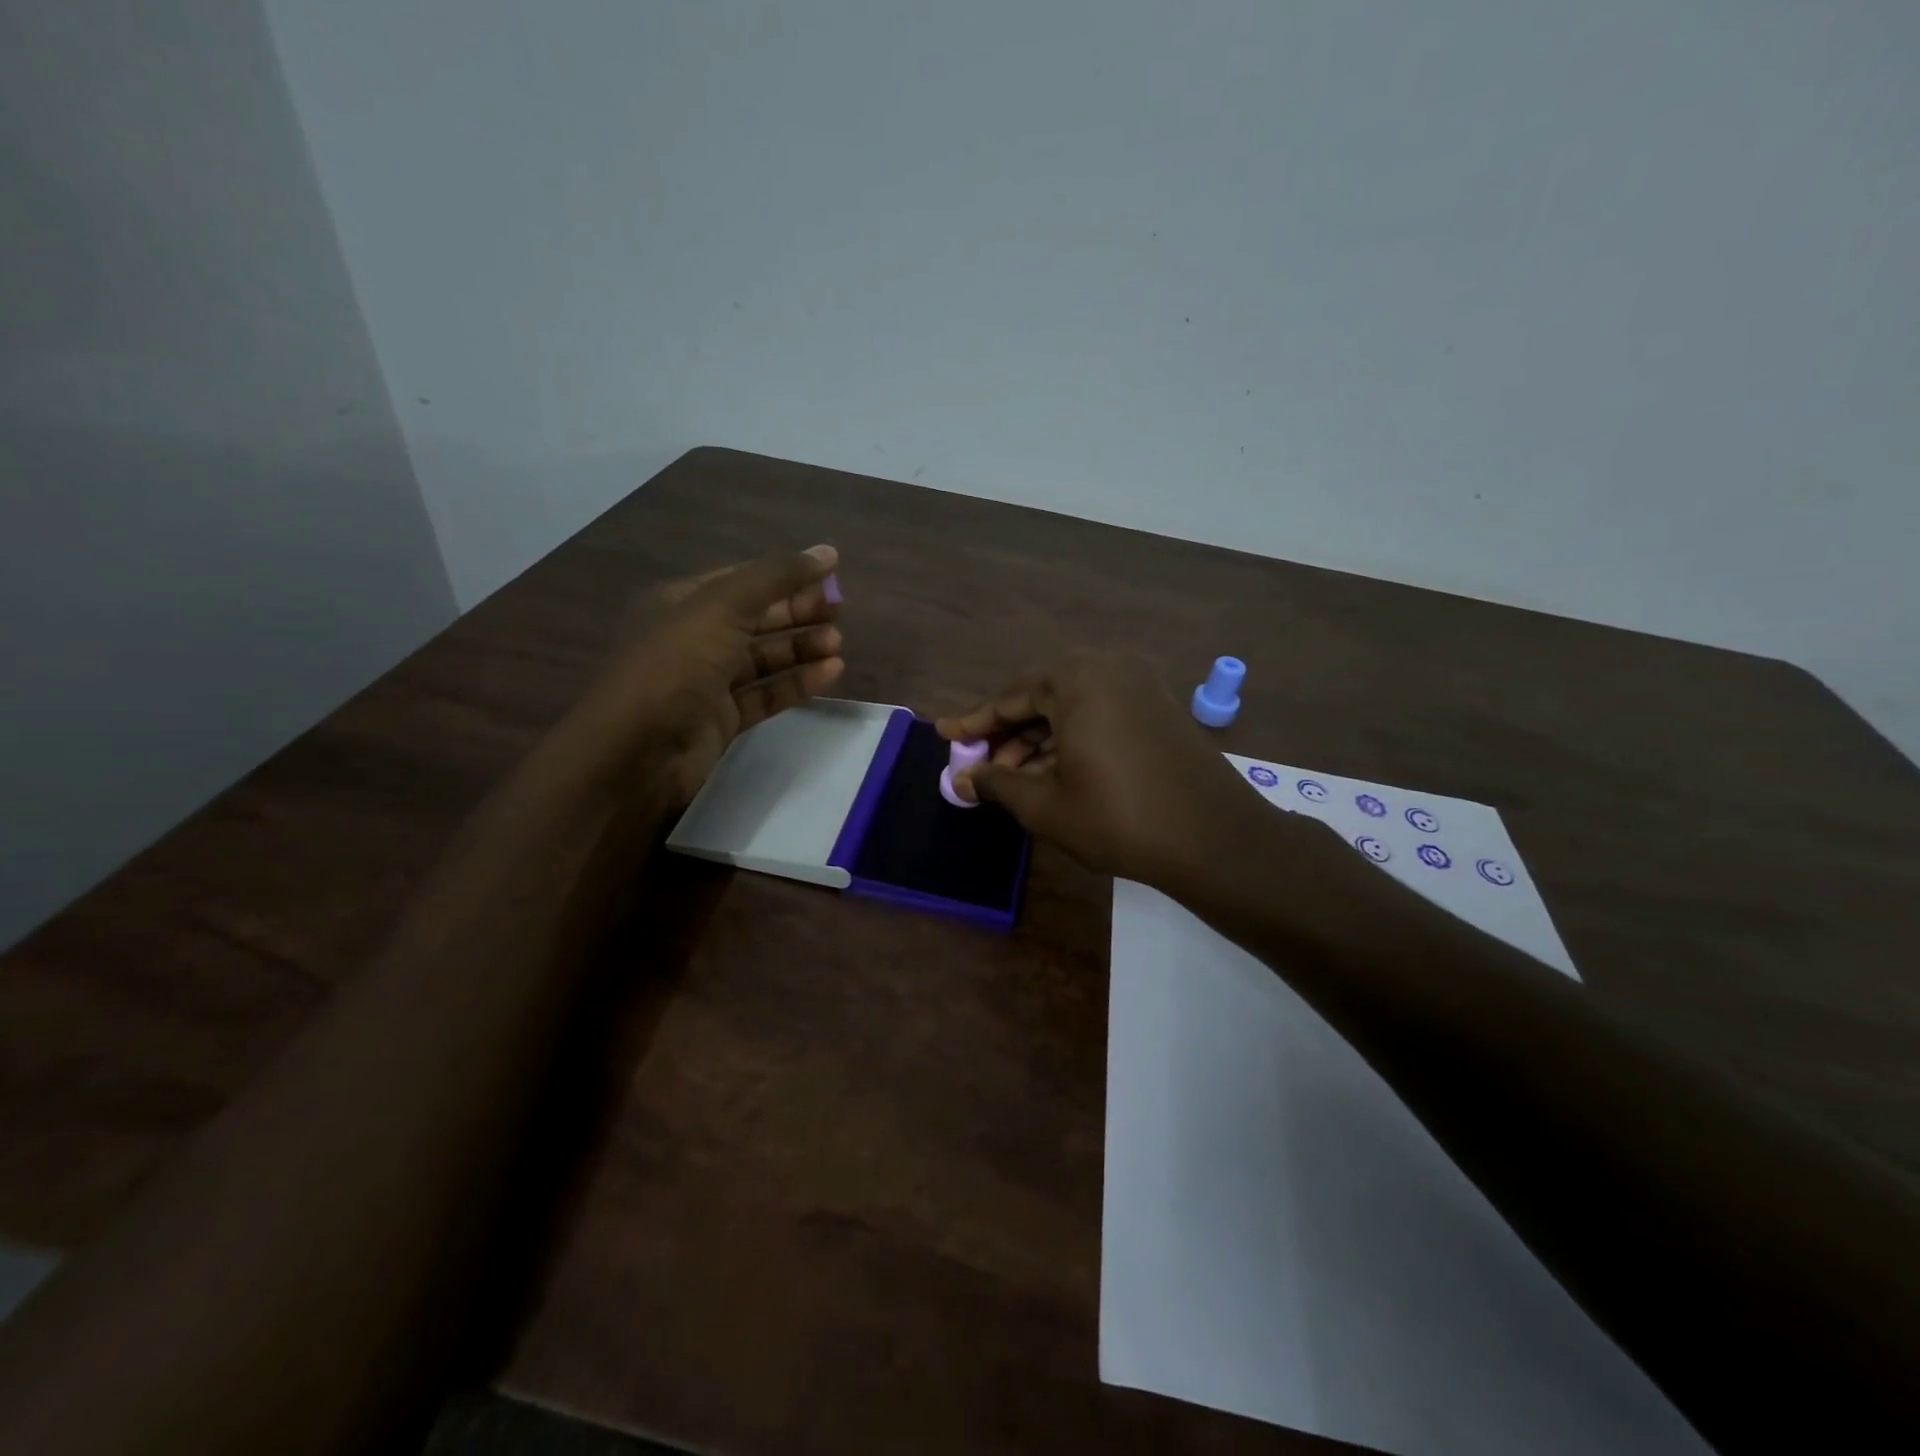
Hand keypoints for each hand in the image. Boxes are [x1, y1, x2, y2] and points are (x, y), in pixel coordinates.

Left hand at [564, 545, 844, 805]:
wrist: (636, 750)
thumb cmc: (676, 665)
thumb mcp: (723, 607)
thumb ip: (776, 577)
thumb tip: (827, 552)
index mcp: (682, 602)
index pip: (743, 580)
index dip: (786, 575)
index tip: (832, 576)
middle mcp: (693, 638)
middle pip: (756, 618)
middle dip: (797, 612)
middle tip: (839, 612)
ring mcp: (707, 681)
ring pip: (763, 659)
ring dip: (800, 648)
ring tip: (836, 644)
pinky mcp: (721, 719)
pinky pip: (765, 694)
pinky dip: (796, 683)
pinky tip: (829, 673)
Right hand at [936, 652, 1278, 889]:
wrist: (1215, 839)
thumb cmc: (1118, 819)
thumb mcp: (1045, 805)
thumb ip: (997, 784)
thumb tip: (962, 781)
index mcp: (1076, 680)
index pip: (1010, 698)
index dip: (974, 722)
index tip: (945, 734)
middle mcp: (1108, 668)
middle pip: (1042, 698)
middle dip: (1009, 735)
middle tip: (981, 766)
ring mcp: (1140, 685)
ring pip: (1072, 708)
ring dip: (1040, 741)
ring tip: (1013, 779)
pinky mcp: (1160, 707)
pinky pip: (1101, 714)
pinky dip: (1073, 740)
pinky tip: (1054, 773)